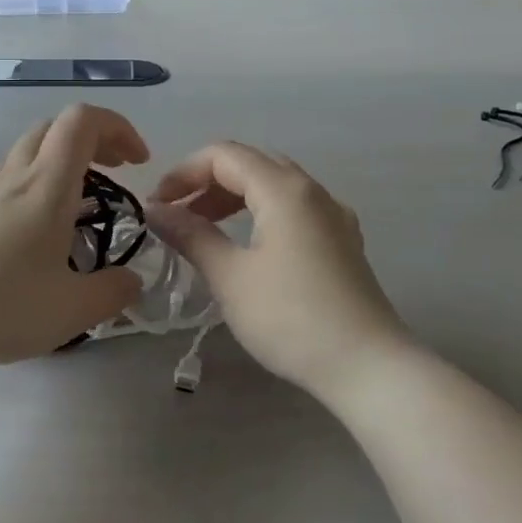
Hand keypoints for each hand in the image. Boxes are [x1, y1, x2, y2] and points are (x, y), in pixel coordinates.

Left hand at [0, 104, 148, 368]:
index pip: (83, 122)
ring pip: (17, 156)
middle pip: (51, 129)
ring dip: (50, 166)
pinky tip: (5, 220)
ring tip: (65, 208)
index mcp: (47, 186)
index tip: (137, 164)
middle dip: (90, 142)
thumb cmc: (5, 307)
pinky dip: (3, 191)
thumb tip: (131, 281)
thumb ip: (114, 292)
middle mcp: (11, 178)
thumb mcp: (76, 310)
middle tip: (112, 175)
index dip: (117, 128)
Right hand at [148, 143, 411, 396]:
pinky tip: (248, 245)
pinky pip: (293, 208)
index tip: (156, 205)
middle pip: (250, 164)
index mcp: (284, 189)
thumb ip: (191, 235)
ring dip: (233, 198)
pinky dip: (260, 213)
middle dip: (206, 183)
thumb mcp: (230, 276)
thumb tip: (154, 210)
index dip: (183, 173)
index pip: (223, 156)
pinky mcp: (342, 241)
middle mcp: (312, 191)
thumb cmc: (291, 317)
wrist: (367, 366)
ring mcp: (333, 215)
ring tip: (203, 228)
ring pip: (274, 186)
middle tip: (176, 215)